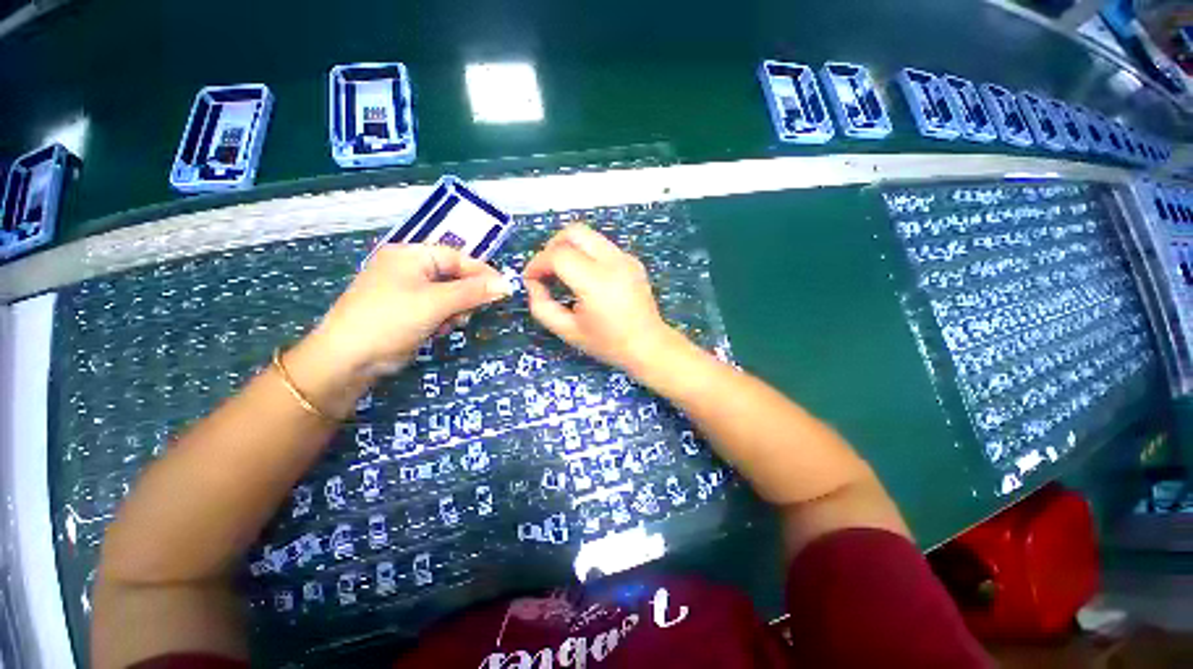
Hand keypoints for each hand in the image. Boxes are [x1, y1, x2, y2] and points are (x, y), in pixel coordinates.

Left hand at [308, 244, 510, 378]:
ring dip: (455, 309)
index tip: (503, 288)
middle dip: (465, 295)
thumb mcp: (436, 303)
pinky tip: (438, 330)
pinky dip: (442, 318)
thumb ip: (474, 292)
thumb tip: (507, 284)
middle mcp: (407, 268)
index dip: (481, 272)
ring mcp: (405, 290)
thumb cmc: (391, 320)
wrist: (348, 359)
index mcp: (409, 255)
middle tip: (468, 312)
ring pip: (447, 294)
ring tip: (449, 323)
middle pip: (453, 276)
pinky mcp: (405, 310)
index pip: (456, 257)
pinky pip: (436, 308)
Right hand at [524, 224, 681, 374]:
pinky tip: (586, 277)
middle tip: (546, 270)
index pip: (558, 254)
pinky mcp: (632, 260)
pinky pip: (601, 246)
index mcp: (596, 282)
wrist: (649, 346)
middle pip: (574, 232)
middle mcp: (613, 262)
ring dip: (569, 248)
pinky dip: (586, 254)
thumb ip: (542, 306)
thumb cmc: (608, 343)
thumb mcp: (568, 331)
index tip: (531, 279)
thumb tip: (533, 283)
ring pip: (588, 235)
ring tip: (563, 273)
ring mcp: (626, 258)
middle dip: (552, 246)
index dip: (537, 263)